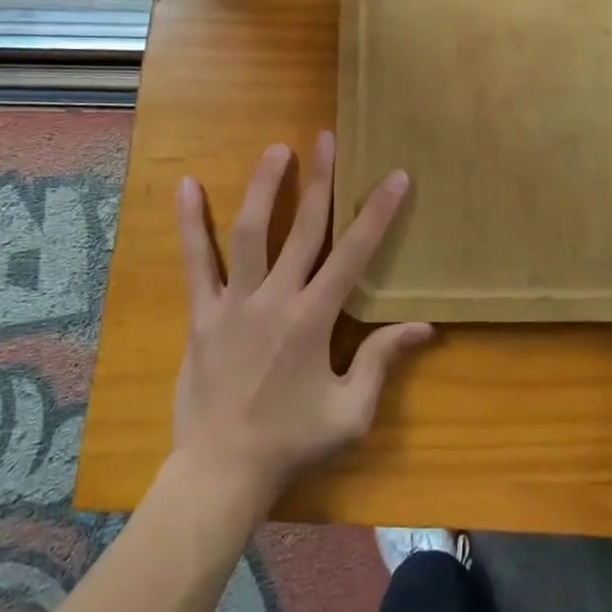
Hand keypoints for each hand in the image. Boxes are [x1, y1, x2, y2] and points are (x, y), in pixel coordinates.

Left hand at [170, 136, 433, 513]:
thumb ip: (382, 362)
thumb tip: (424, 326)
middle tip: (327, 138)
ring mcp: (234, 302)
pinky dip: (190, 223)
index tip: (394, 177)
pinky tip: (187, 185)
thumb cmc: (291, 442)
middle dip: (321, 180)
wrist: (220, 473)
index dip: (376, 214)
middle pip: (303, 229)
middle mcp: (275, 300)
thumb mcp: (349, 413)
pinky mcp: (201, 312)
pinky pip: (195, 261)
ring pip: (251, 232)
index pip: (353, 255)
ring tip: (277, 149)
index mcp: (313, 321)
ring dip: (265, 187)